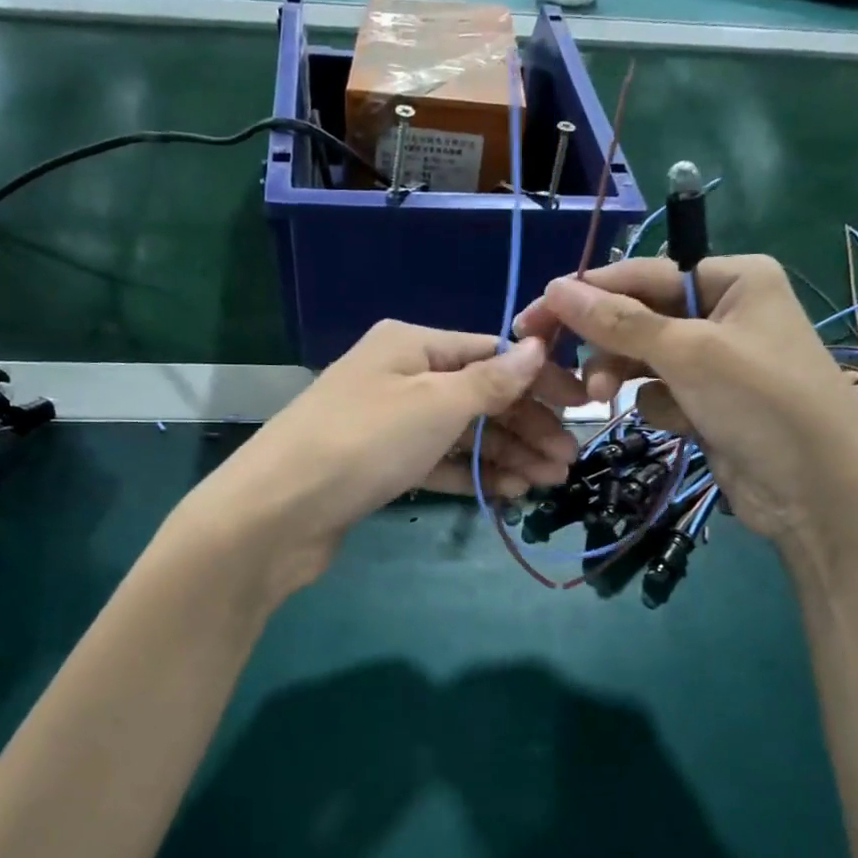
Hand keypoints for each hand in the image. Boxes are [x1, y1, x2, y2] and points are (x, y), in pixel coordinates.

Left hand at [179, 320, 585, 596]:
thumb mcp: (435, 404)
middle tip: (567, 461)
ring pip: (461, 434)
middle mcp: (400, 377)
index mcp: (411, 345)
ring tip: (549, 483)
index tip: (580, 407)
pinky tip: (509, 492)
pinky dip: (472, 474)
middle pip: (478, 396)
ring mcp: (389, 424)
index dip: (537, 379)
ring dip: (506, 455)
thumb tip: (538, 348)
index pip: (489, 353)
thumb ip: (491, 380)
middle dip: (525, 427)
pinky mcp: (381, 466)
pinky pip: (438, 463)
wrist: (278, 511)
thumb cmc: (364, 442)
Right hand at [512, 255, 857, 549]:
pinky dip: (662, 407)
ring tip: (602, 399)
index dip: (585, 295)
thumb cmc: (762, 404)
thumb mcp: (689, 353)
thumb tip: (556, 287)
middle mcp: (725, 311)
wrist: (818, 494)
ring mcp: (718, 360)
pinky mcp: (710, 402)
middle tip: (562, 370)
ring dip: (624, 377)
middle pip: (639, 317)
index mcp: (733, 278)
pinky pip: (662, 392)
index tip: (533, 317)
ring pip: (644, 358)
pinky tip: (683, 424)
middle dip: (607, 346)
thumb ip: (620, 321)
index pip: (642, 274)